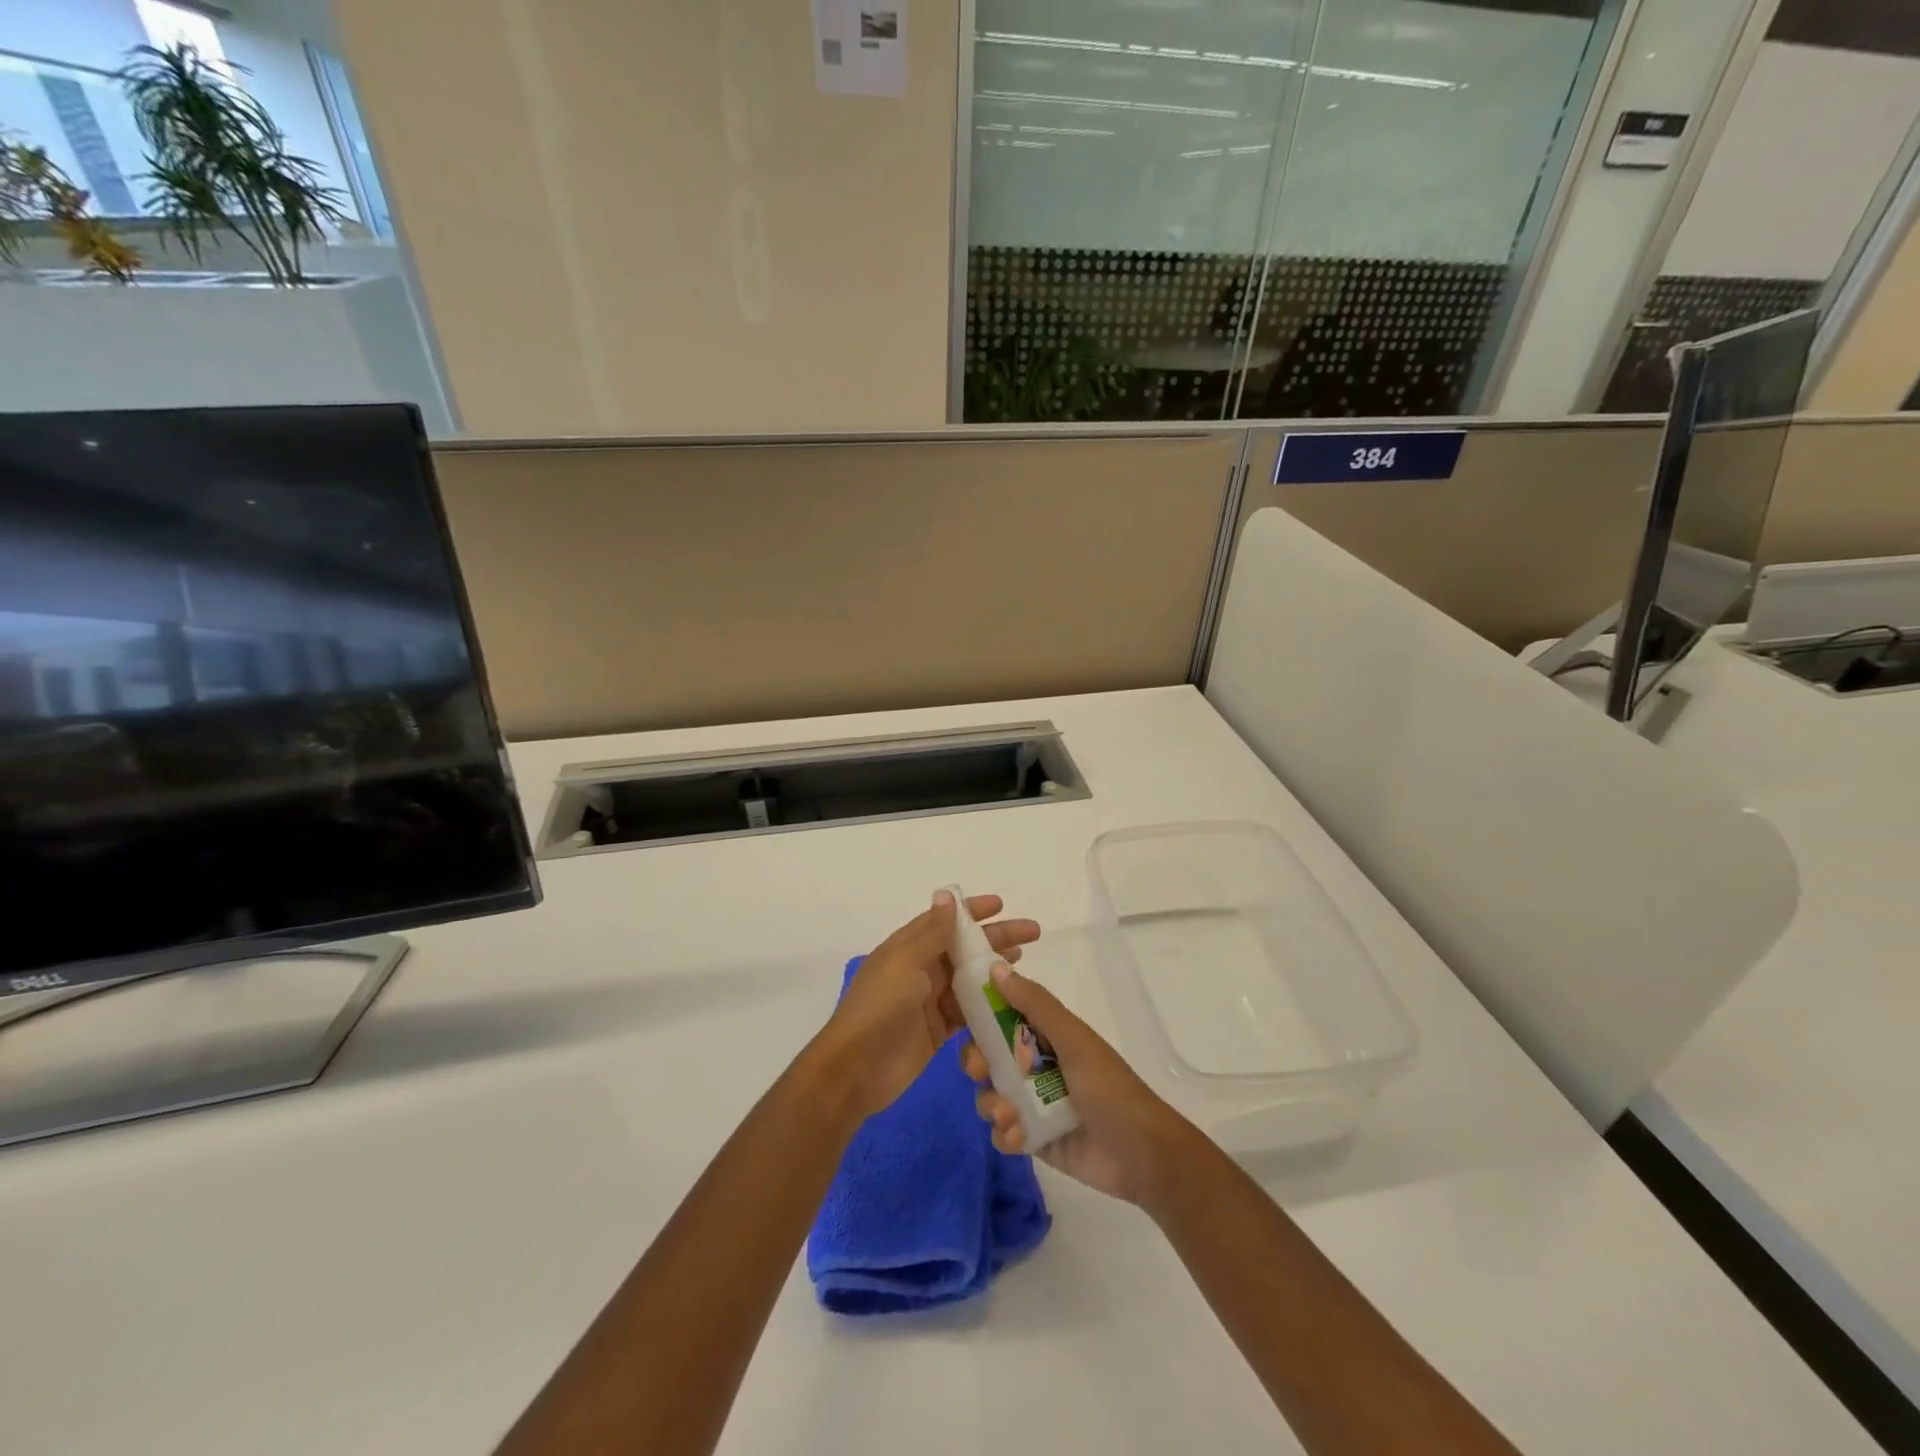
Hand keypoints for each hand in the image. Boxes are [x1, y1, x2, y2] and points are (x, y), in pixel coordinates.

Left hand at [814, 890, 1040, 1121]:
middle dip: (996, 939)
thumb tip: (946, 895)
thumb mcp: (905, 963)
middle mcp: (920, 970)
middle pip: (964, 948)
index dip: (972, 911)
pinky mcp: (938, 1030)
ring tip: (1023, 963)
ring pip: (969, 979)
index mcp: (908, 948)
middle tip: (1032, 934)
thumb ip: (931, 932)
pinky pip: (968, 1011)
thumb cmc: (879, 1008)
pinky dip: (987, 1005)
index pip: (944, 921)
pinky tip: (1011, 1002)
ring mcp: (929, 1001)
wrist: (855, 1070)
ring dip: (994, 970)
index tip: (1001, 905)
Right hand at [963, 962, 1195, 1208]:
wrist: (1141, 1154)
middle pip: (989, 1058)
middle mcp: (1036, 1067)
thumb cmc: (1108, 1087)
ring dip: (991, 1103)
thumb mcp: (1073, 1039)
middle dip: (978, 1064)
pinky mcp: (1034, 1139)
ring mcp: (1033, 1105)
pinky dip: (1004, 1134)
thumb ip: (1035, 1004)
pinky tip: (1020, 1137)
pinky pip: (1002, 1133)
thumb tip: (996, 969)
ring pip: (991, 1096)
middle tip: (980, 1071)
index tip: (964, 1022)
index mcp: (1047, 1037)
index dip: (980, 1019)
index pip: (1002, 1019)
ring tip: (1009, 1115)